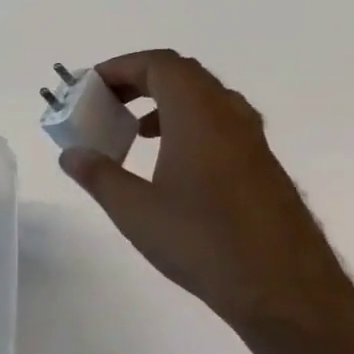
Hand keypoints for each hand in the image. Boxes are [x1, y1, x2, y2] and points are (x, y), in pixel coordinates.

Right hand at [58, 50, 353, 340]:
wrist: (282, 287)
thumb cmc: (201, 241)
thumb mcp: (134, 210)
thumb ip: (98, 176)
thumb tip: (71, 154)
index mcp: (198, 116)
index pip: (160, 65)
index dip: (121, 67)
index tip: (90, 87)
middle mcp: (230, 117)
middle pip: (184, 75)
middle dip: (139, 82)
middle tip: (105, 105)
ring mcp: (251, 141)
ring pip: (204, 100)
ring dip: (164, 104)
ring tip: (132, 133)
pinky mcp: (260, 167)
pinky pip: (218, 125)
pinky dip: (185, 126)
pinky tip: (167, 164)